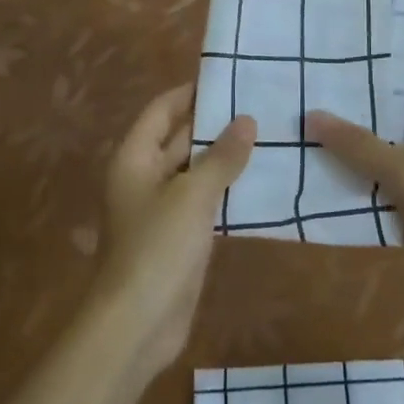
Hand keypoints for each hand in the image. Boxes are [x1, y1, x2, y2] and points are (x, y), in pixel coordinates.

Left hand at [93, 83, 254, 371]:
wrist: (137, 326)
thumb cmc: (157, 248)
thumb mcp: (192, 196)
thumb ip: (221, 157)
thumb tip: (247, 120)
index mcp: (135, 158)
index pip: (162, 110)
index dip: (190, 92)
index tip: (227, 78)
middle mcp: (145, 177)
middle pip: (179, 139)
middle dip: (215, 124)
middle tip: (259, 105)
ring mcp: (162, 209)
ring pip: (195, 172)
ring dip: (224, 158)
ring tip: (268, 136)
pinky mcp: (179, 237)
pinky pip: (204, 202)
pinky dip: (227, 190)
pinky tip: (260, 181)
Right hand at [308, 104, 403, 319]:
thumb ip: (359, 147)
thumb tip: (312, 114)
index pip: (382, 102)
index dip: (345, 102)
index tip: (301, 101)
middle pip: (379, 140)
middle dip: (341, 142)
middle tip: (288, 139)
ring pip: (383, 177)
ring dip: (352, 178)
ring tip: (299, 170)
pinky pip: (393, 208)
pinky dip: (369, 210)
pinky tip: (332, 211)